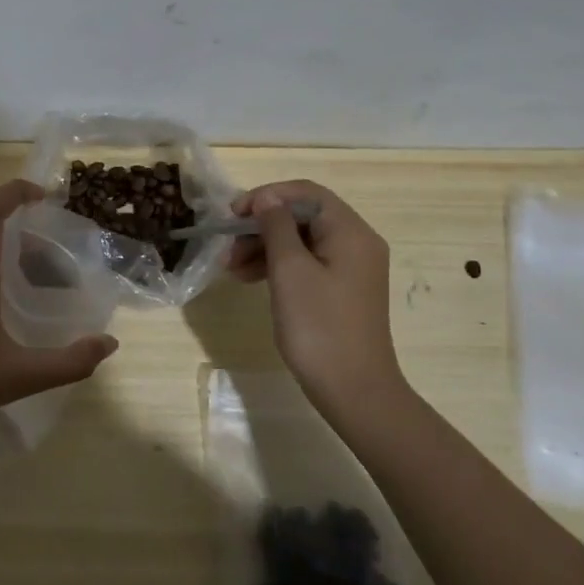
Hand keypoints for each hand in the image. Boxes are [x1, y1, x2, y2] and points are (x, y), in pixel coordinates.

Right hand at [226, 180, 407, 424]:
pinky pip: (307, 263)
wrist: (355, 392)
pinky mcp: (342, 290)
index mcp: (350, 231)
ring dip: (264, 247)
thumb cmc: (319, 326)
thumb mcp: (290, 271)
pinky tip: (250, 279)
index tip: (232, 215)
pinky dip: (278, 266)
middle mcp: (356, 242)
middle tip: (227, 246)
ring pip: (302, 241)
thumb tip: (267, 198)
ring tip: (231, 268)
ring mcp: (351, 268)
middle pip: (303, 216)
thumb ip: (276, 227)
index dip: (266, 196)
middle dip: (261, 226)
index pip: (305, 193)